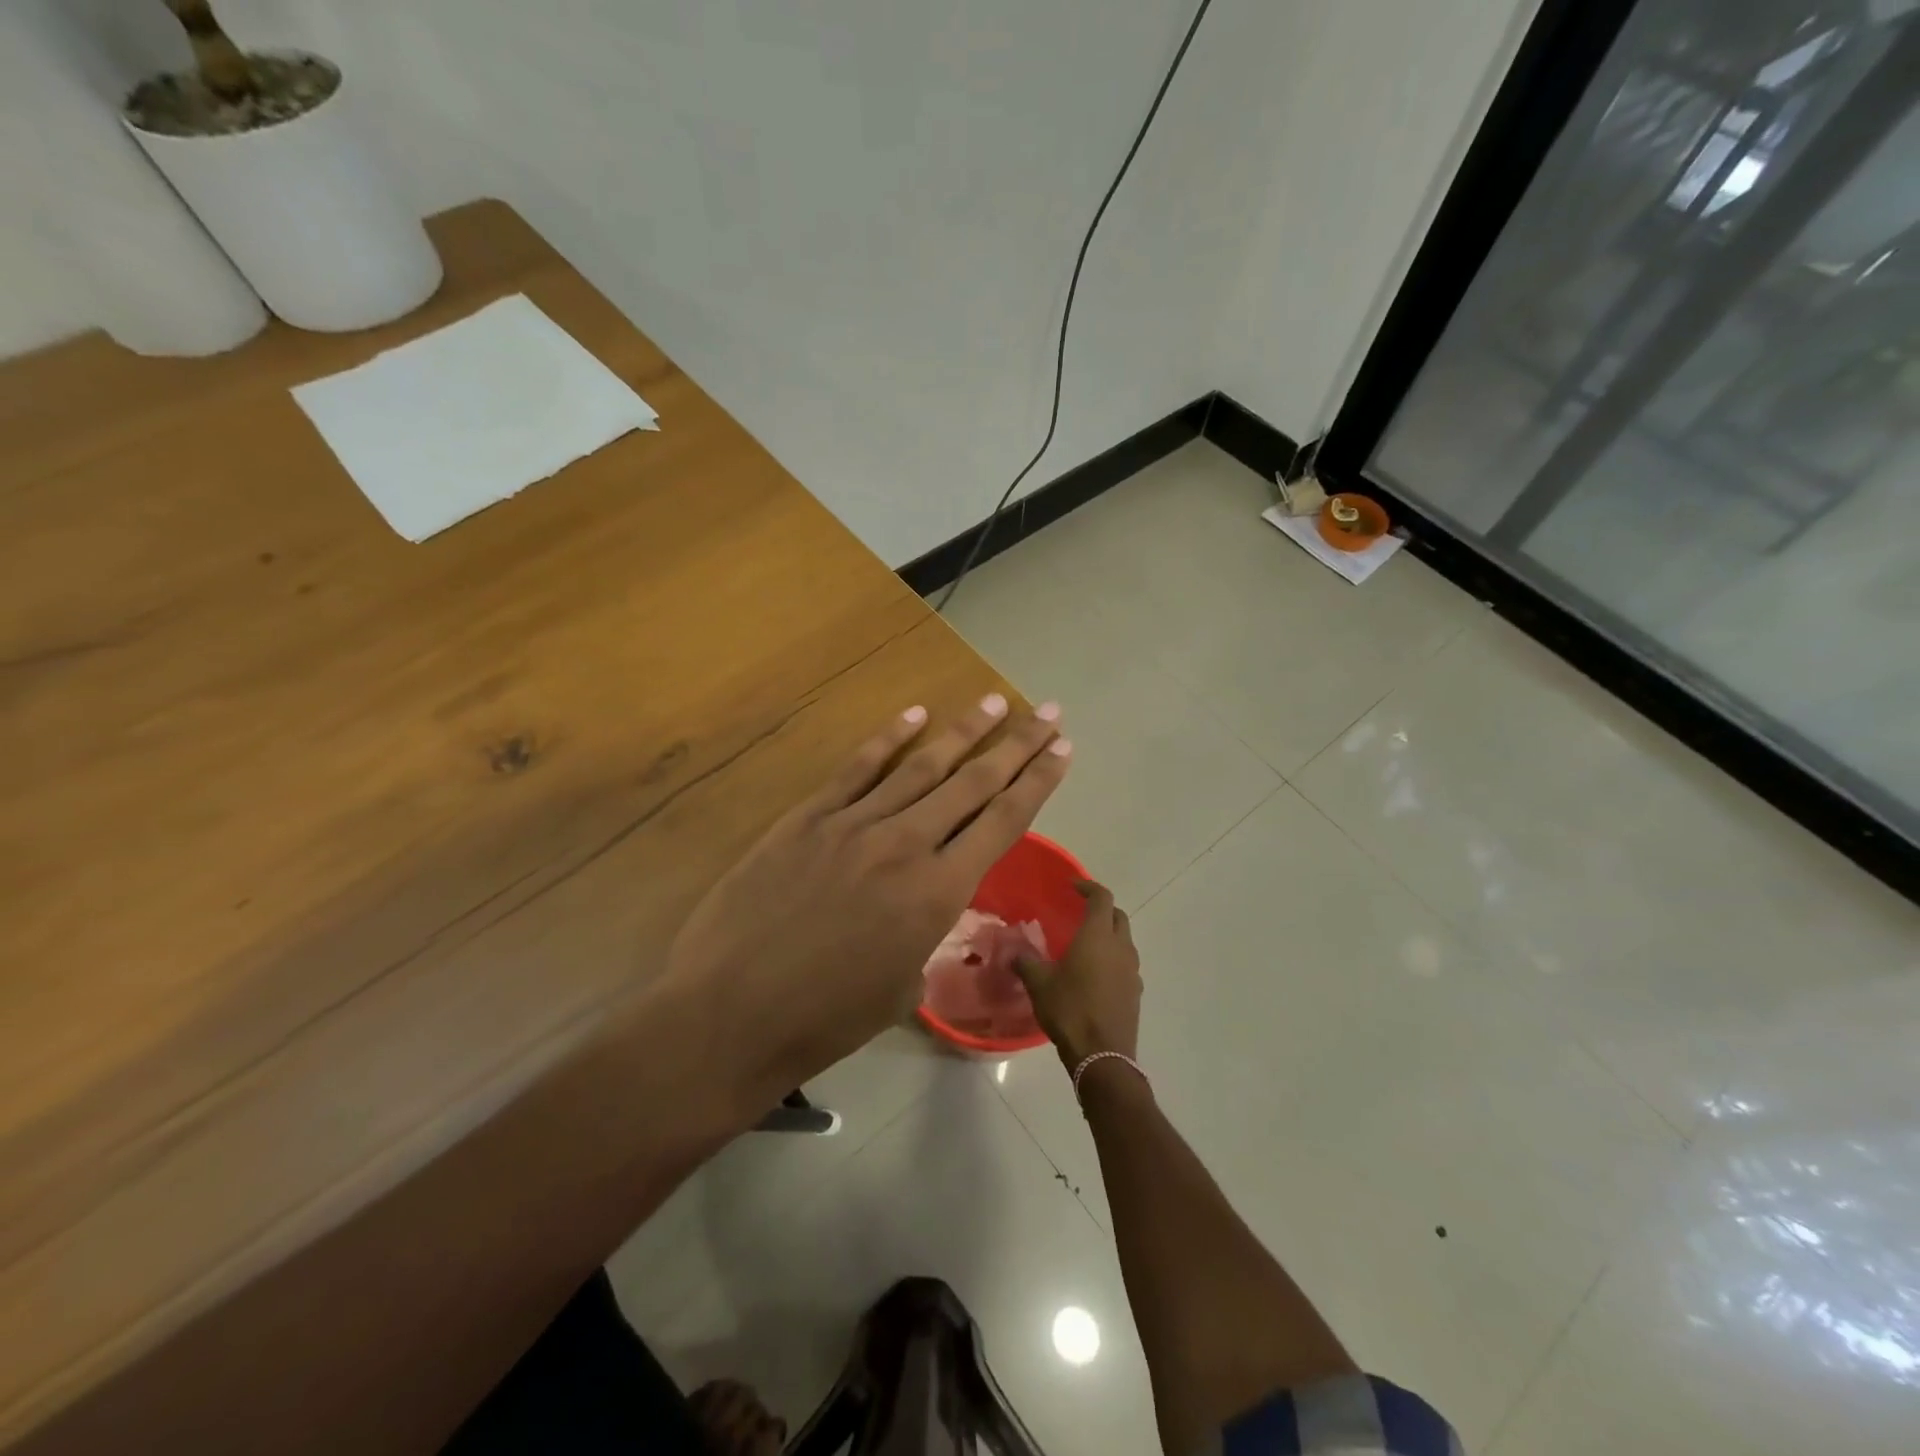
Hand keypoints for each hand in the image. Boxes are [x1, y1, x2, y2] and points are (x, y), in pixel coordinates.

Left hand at [663, 695, 1071, 1095]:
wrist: (731, 1013)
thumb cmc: (824, 1018)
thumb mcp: (903, 987)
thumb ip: (927, 935)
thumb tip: (927, 909)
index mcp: (938, 894)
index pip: (1002, 821)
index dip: (1038, 782)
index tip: (1063, 749)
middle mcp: (906, 845)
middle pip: (974, 783)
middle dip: (1017, 744)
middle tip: (1048, 711)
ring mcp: (854, 824)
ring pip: (921, 766)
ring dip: (963, 731)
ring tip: (994, 701)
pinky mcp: (808, 817)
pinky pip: (857, 768)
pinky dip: (888, 738)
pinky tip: (914, 713)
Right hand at [1014, 880, 1140, 1066]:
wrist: (1102, 1056)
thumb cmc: (1069, 1010)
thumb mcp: (1039, 984)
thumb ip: (1026, 962)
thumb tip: (1014, 952)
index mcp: (1098, 937)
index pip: (1102, 898)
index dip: (1089, 887)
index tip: (1073, 887)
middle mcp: (1121, 947)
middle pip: (1118, 916)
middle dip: (1102, 909)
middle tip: (1080, 913)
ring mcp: (1132, 971)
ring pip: (1124, 941)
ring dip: (1109, 935)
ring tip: (1086, 945)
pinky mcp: (1136, 992)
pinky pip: (1126, 964)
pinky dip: (1113, 959)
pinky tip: (1095, 975)